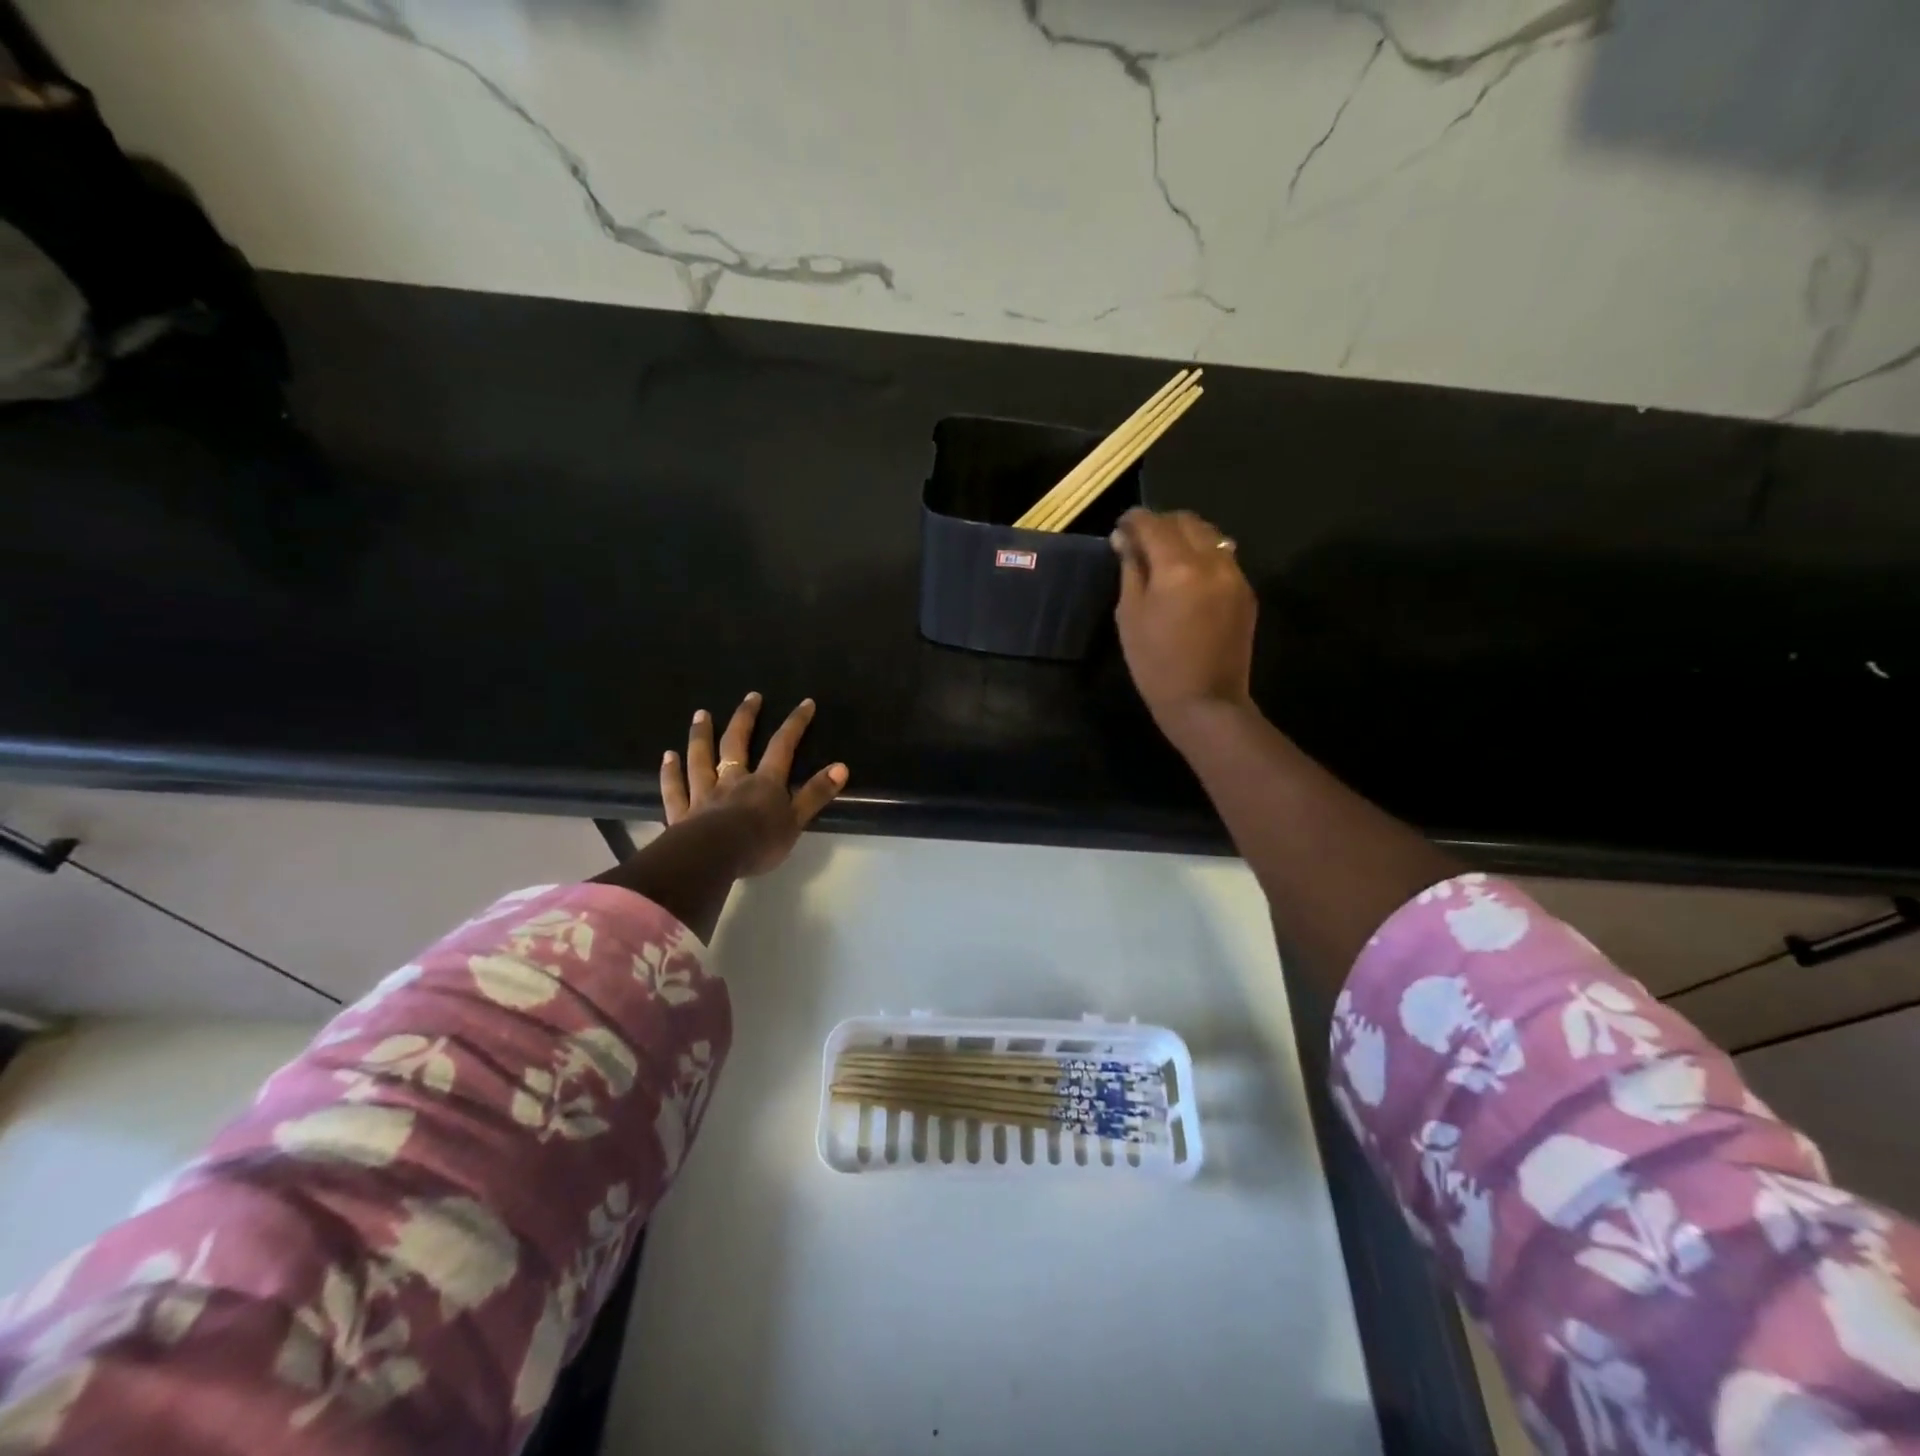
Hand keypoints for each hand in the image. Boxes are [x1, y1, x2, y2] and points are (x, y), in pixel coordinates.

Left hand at [661, 693, 848, 875]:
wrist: (712, 858)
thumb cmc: (759, 842)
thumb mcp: (796, 821)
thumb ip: (816, 794)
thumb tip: (841, 766)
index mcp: (763, 783)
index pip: (782, 747)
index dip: (795, 724)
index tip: (805, 703)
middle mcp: (732, 781)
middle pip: (736, 744)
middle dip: (745, 718)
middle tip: (750, 696)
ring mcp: (703, 795)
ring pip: (700, 760)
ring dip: (701, 736)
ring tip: (701, 715)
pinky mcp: (681, 814)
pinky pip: (675, 788)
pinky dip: (670, 772)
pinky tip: (667, 757)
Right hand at [1111, 508, 1257, 734]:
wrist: (1206, 701)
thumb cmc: (1156, 664)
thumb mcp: (1130, 616)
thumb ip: (1130, 570)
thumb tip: (1125, 540)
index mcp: (1178, 567)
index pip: (1153, 524)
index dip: (1134, 520)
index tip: (1121, 527)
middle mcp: (1212, 560)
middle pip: (1187, 521)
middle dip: (1162, 524)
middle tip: (1141, 541)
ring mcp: (1235, 575)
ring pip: (1210, 535)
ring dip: (1185, 537)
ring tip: (1166, 557)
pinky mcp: (1246, 592)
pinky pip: (1223, 558)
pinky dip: (1204, 556)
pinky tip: (1189, 578)